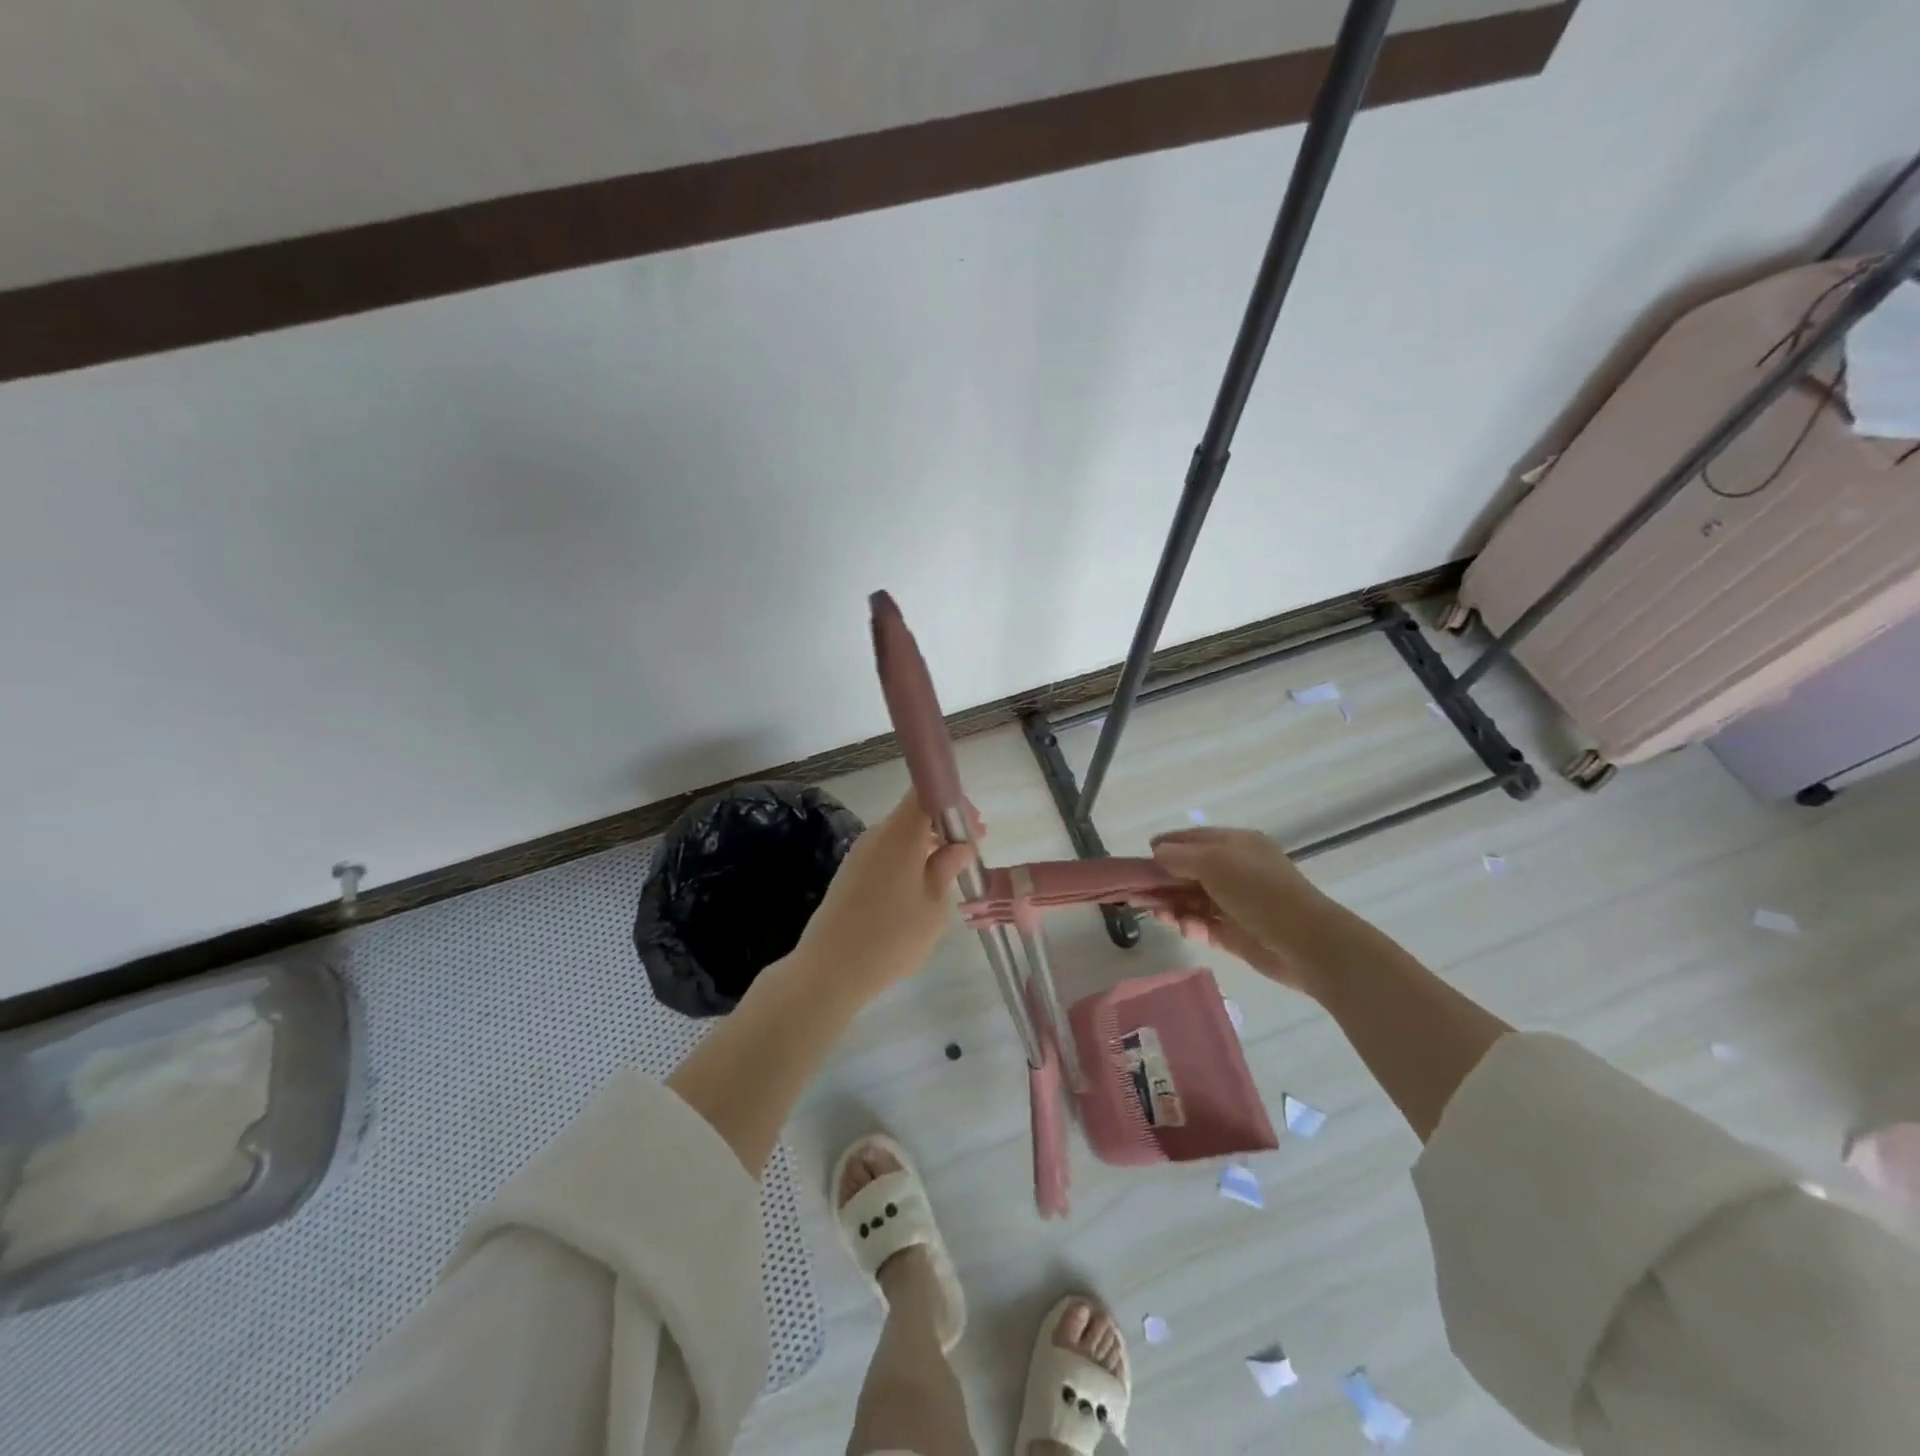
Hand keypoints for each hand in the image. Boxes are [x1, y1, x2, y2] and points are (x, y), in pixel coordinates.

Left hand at [793, 793, 977, 998]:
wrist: (830, 971)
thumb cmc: (891, 937)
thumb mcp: (933, 906)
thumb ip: (947, 869)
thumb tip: (959, 846)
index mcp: (899, 834)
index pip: (926, 792)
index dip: (953, 802)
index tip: (975, 828)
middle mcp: (876, 835)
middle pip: (914, 814)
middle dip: (944, 828)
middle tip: (968, 855)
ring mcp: (859, 854)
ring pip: (900, 836)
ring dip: (926, 847)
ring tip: (948, 877)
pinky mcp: (850, 874)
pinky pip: (886, 854)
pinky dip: (908, 861)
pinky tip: (919, 891)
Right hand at [1149, 826, 1340, 996]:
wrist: (1306, 943)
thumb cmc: (1260, 892)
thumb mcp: (1215, 862)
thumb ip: (1180, 856)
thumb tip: (1157, 853)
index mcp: (1236, 845)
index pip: (1193, 839)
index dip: (1166, 846)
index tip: (1141, 858)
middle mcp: (1235, 871)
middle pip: (1189, 872)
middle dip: (1162, 881)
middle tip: (1136, 894)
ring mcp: (1236, 904)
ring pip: (1193, 900)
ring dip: (1172, 905)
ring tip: (1155, 914)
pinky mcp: (1236, 934)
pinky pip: (1204, 926)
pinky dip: (1190, 926)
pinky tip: (1182, 928)